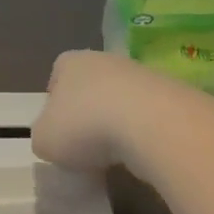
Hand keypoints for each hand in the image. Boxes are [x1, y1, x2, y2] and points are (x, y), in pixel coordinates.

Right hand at [31, 50, 164, 171]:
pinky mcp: (169, 93)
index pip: (57, 74)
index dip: (55, 100)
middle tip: (84, 144)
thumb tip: (54, 136)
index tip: (58, 127)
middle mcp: (105, 59)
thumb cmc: (85, 125)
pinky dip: (141, 132)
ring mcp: (140, 74)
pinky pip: (146, 114)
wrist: (151, 123)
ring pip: (120, 99)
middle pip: (91, 85)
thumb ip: (44, 135)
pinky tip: (138, 152)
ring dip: (116, 122)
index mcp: (71, 62)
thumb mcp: (45, 140)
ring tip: (113, 154)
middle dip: (88, 111)